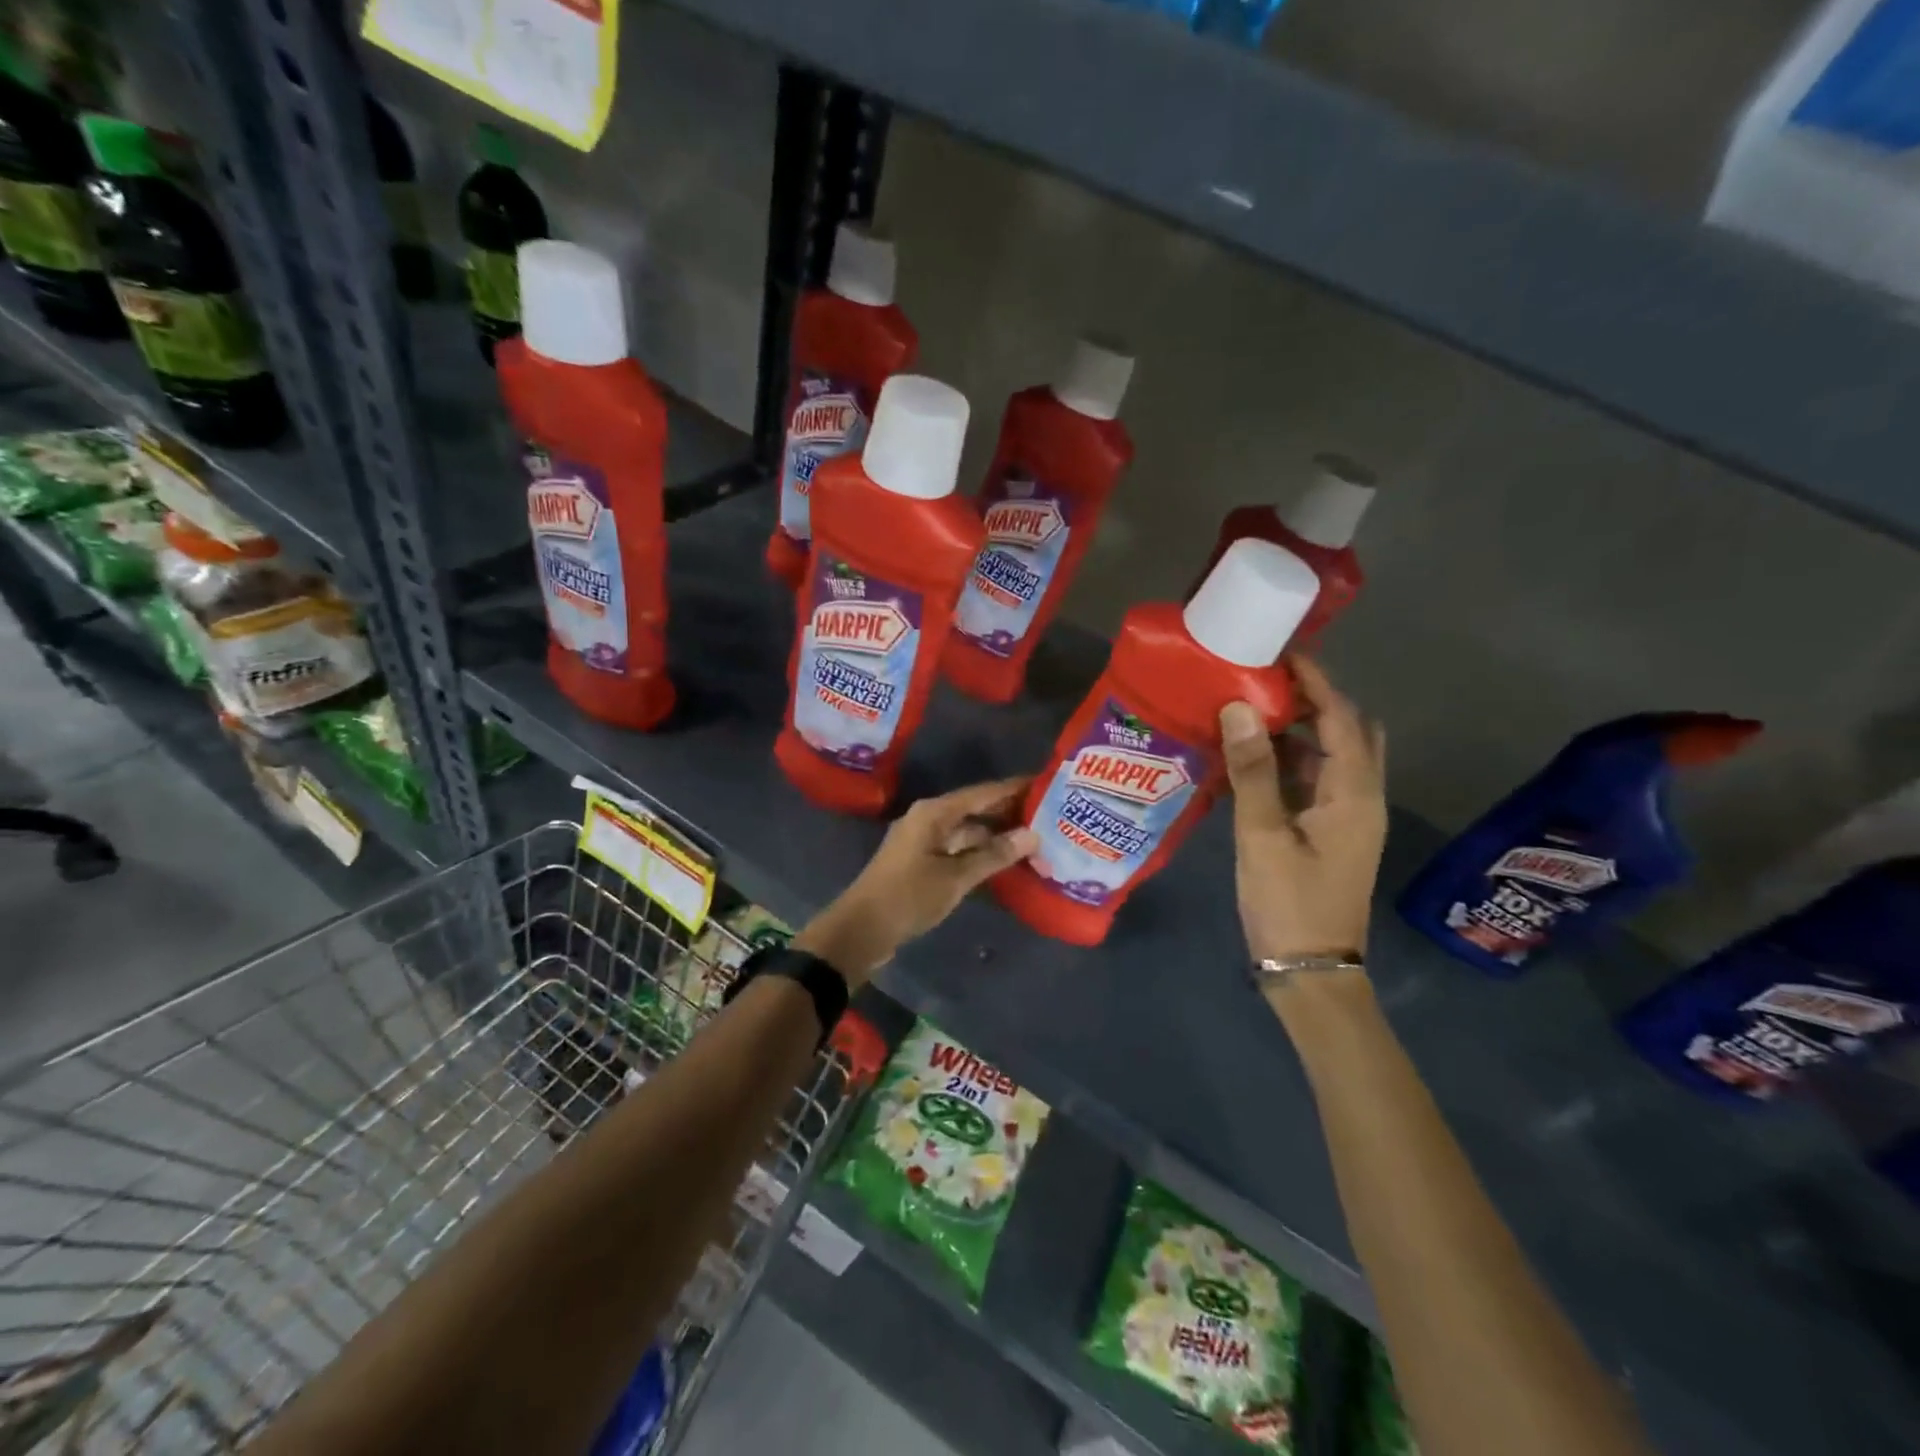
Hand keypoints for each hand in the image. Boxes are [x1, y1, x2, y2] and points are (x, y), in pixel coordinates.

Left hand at [794, 778, 1039, 985]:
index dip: (1013, 788)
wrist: (861, 930)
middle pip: (975, 809)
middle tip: (1048, 815)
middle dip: (1008, 812)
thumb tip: (1032, 835)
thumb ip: (994, 855)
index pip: (983, 792)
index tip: (1045, 784)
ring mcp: (923, 841)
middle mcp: (929, 819)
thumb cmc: (908, 896)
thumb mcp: (956, 877)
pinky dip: (980, 853)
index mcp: (934, 812)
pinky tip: (1004, 862)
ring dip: (996, 836)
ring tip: (1034, 840)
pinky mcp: (921, 862)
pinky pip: (958, 849)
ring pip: (968, 831)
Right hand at [1220, 656, 1387, 970]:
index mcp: (1354, 795)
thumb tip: (1240, 708)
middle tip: (1267, 682)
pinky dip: (1291, 763)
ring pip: (1331, 758)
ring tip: (1253, 711)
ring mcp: (1347, 819)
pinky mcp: (1330, 834)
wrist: (1310, 970)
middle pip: (1349, 733)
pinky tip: (1253, 761)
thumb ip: (1253, 771)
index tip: (1284, 653)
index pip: (1343, 719)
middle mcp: (1361, 799)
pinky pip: (1315, 783)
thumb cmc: (1289, 902)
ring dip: (1300, 732)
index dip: (1318, 682)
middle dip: (1315, 701)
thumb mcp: (1263, 835)